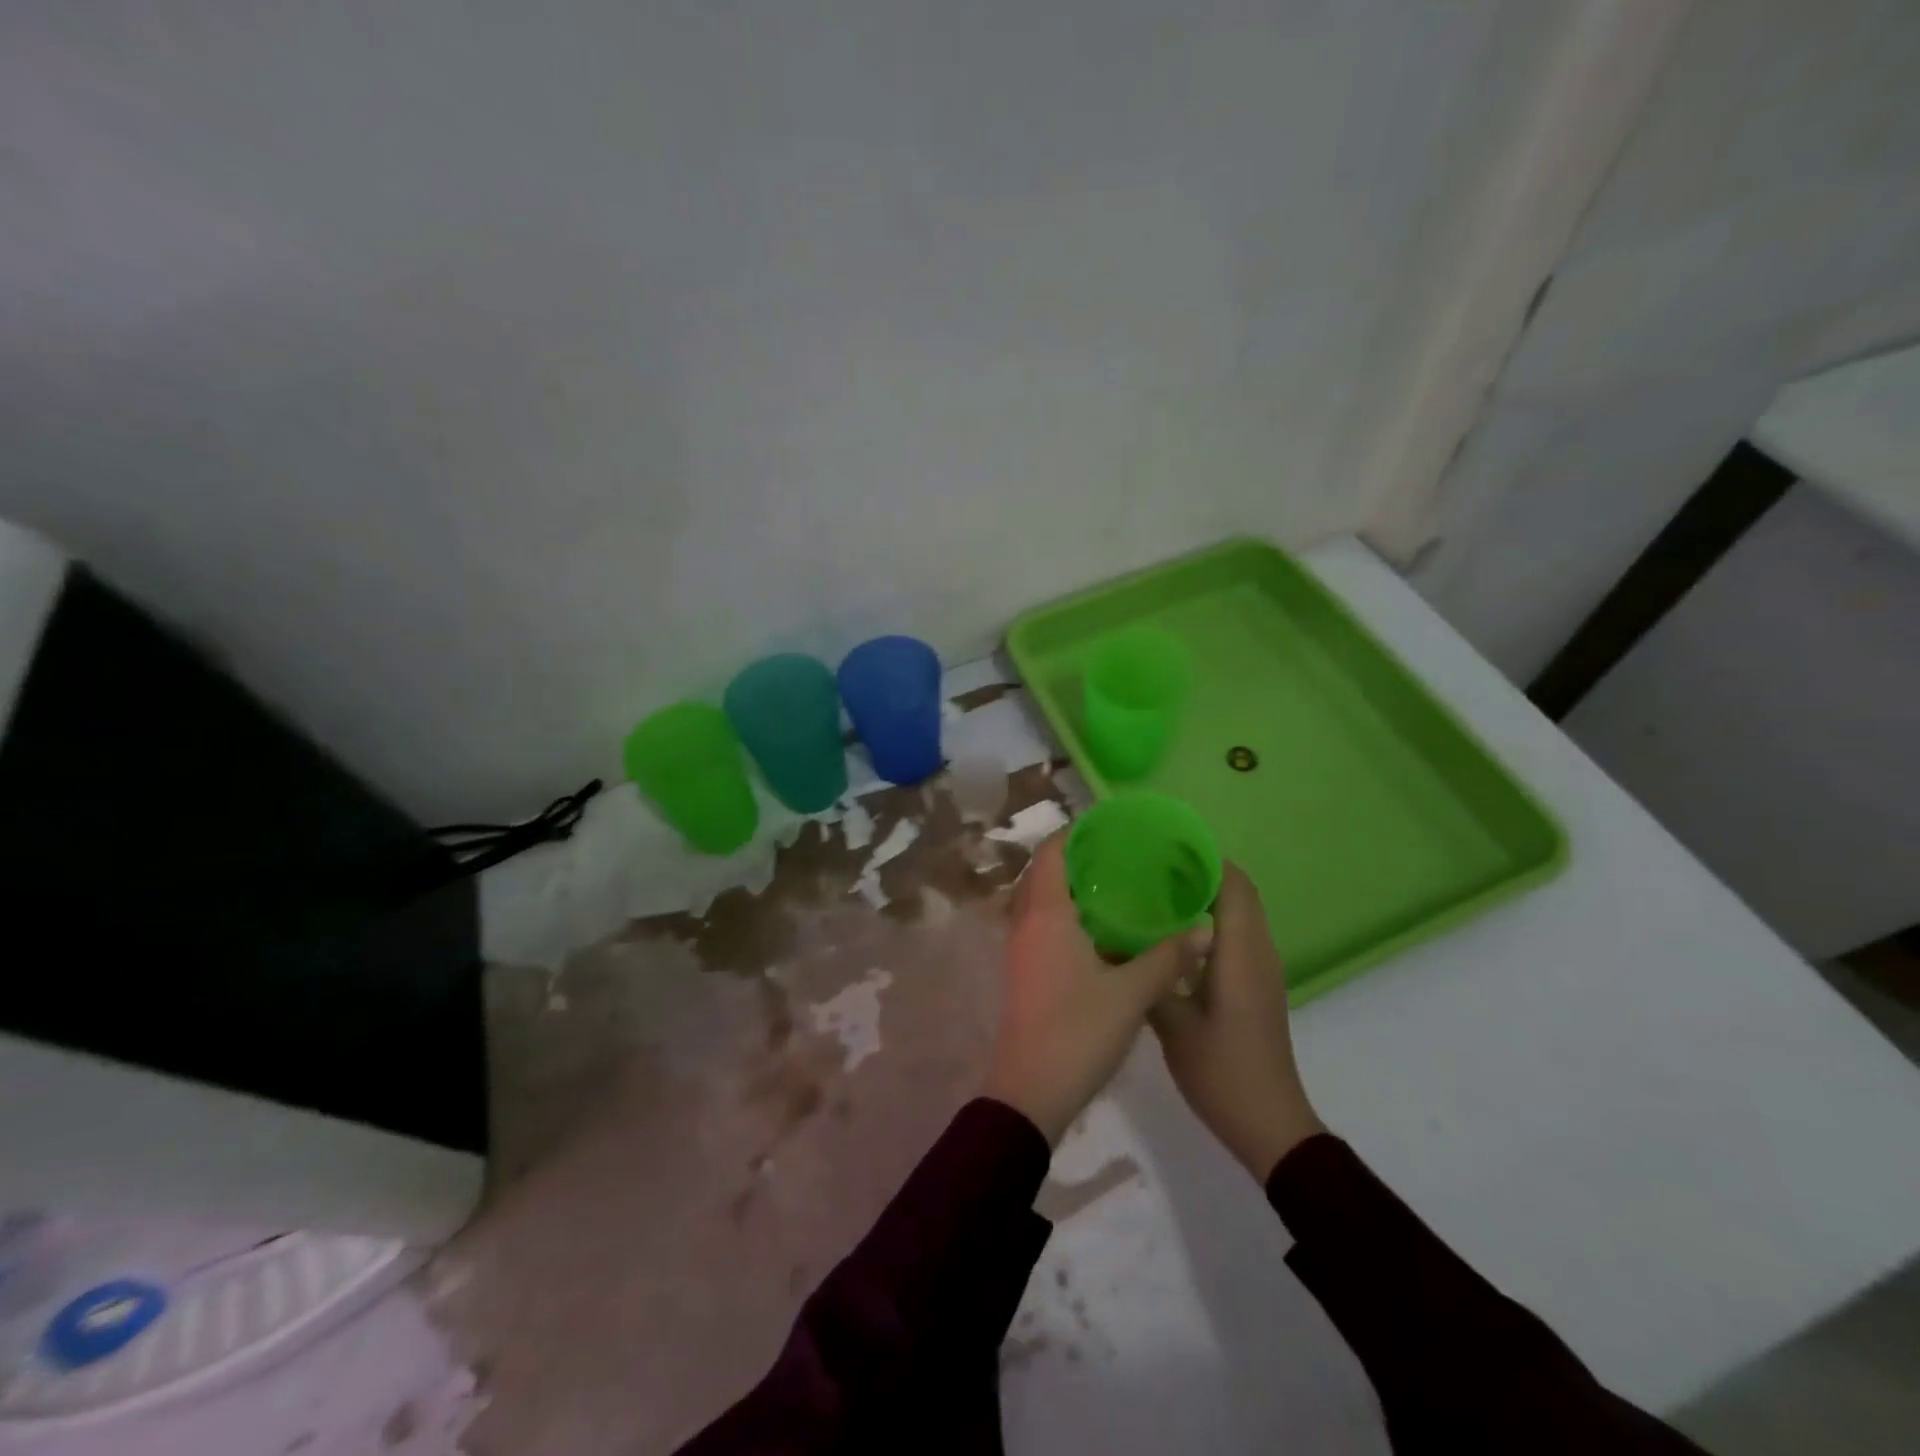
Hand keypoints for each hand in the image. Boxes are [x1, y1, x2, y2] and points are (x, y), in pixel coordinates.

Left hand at [982, 831, 1197, 1144]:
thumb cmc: (1077, 1032)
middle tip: (1121, 853)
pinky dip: (1068, 914)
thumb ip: (1169, 957)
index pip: (1051, 852)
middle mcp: (1026, 923)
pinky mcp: (1025, 971)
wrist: (1030, 1092)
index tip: (1109, 825)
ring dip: (1071, 887)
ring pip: (1042, 900)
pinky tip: (1104, 930)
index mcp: (1046, 914)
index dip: (1075, 832)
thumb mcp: (1132, 993)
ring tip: (1117, 884)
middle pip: (1044, 872)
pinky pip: (1043, 924)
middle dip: (1077, 857)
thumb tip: (1206, 929)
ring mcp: (1021, 948)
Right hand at [1150, 864, 1323, 1180]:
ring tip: (1157, 888)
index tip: (1166, 845)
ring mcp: (1261, 971)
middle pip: (1239, 893)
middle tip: (1153, 863)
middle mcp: (1258, 953)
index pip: (1234, 886)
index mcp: (1242, 953)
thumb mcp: (1173, 1025)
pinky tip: (1172, 932)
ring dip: (1208, 894)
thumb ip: (1147, 976)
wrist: (1269, 1125)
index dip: (1206, 858)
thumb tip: (1113, 940)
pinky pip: (1237, 935)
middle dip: (1202, 870)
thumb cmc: (1222, 1071)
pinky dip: (1212, 919)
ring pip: (1240, 913)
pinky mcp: (1255, 987)